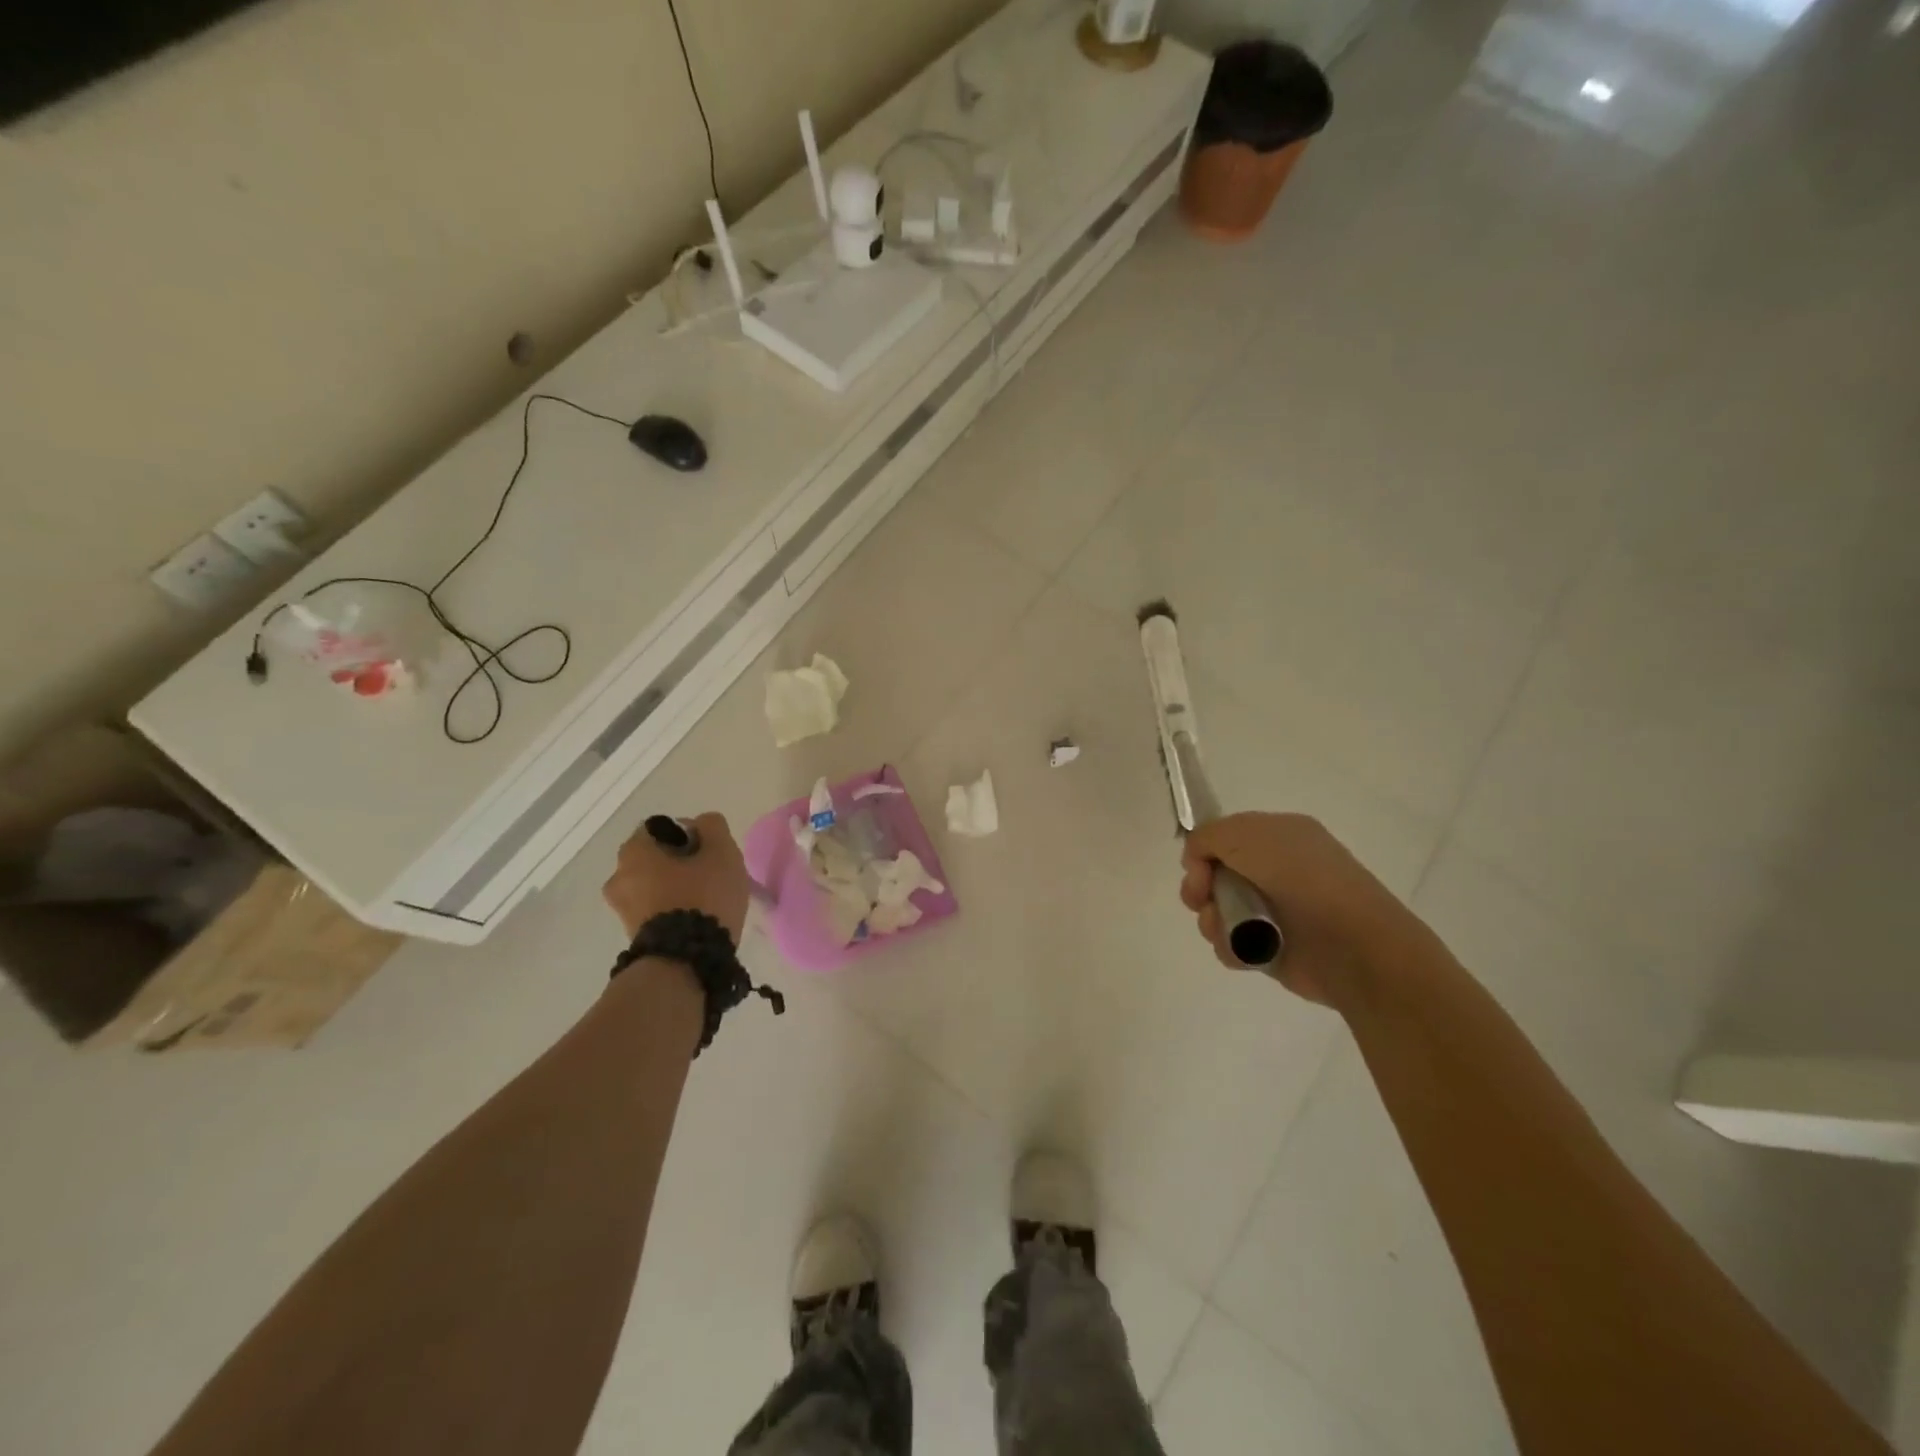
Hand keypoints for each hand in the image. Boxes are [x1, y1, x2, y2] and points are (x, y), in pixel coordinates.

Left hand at [603, 813, 750, 943]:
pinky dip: (672, 910)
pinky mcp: (632, 935)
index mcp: (634, 851)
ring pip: (654, 886)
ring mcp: (621, 910)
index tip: (709, 851)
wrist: (686, 962)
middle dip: (681, 863)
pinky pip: (655, 910)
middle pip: (656, 859)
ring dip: (676, 888)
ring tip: (707, 901)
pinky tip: (697, 920)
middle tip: (711, 875)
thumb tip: (702, 824)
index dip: (689, 834)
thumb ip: (713, 826)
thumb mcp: (721, 851)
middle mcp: (618, 877)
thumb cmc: (703, 897)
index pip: (660, 828)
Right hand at [1180, 813, 1424, 1006]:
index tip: (1199, 868)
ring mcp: (1273, 910)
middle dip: (1199, 887)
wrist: (1351, 945)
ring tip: (1228, 929)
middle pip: (1213, 874)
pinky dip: (1230, 946)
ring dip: (1212, 919)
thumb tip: (1196, 860)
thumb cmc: (1302, 880)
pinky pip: (1230, 943)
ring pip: (1217, 910)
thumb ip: (1208, 836)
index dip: (1203, 851)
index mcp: (1278, 836)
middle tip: (1202, 898)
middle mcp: (1275, 870)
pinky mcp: (1270, 947)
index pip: (1222, 837)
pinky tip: (1243, 950)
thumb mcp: (1248, 835)